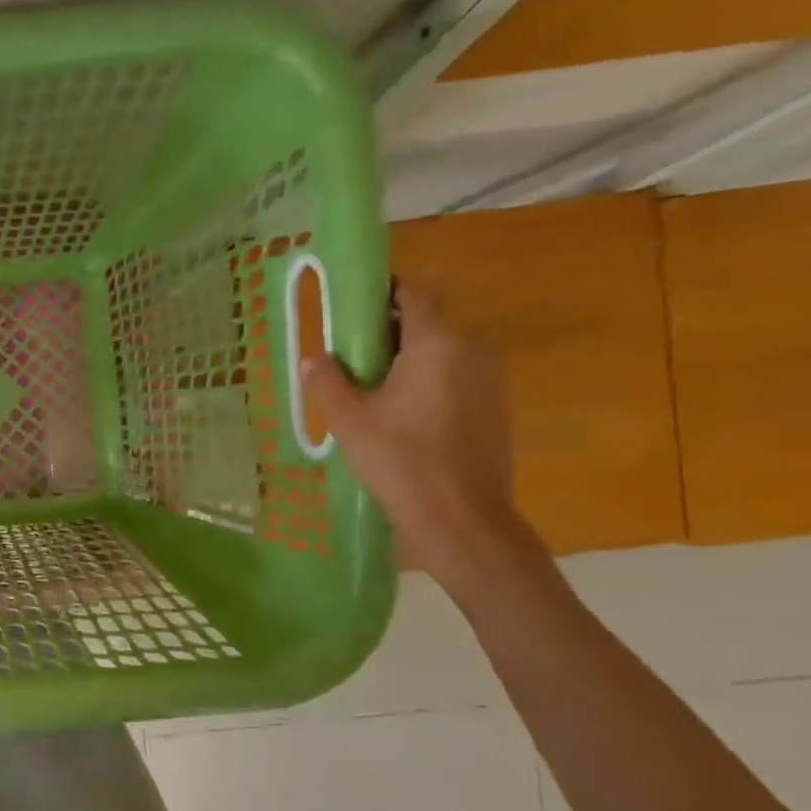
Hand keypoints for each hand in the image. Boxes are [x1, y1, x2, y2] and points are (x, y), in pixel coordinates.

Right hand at [299, 283, 527, 578]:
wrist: (461, 517)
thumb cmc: (399, 460)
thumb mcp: (349, 420)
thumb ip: (328, 382)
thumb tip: (314, 359)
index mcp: (437, 343)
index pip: (415, 293)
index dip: (384, 292)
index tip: (352, 307)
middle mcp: (473, 350)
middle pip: (431, 320)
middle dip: (392, 328)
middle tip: (352, 353)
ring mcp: (492, 379)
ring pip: (446, 350)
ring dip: (411, 356)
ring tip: (373, 385)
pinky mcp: (497, 407)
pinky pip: (459, 376)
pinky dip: (431, 380)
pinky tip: (403, 412)